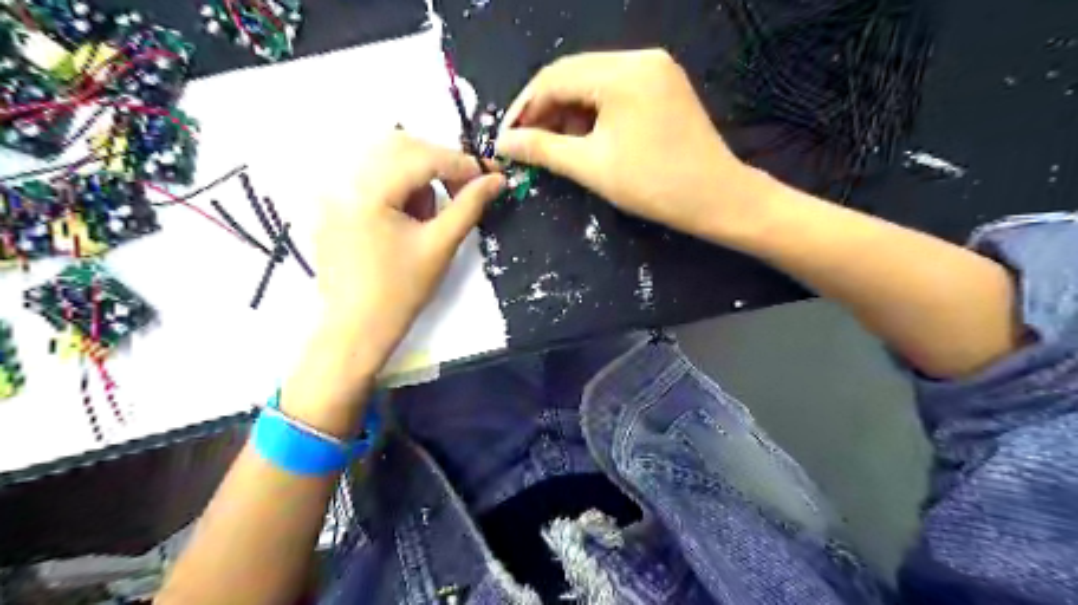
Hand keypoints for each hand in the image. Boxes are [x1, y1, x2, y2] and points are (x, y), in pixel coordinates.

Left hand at [315, 133, 507, 373]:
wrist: (356, 328)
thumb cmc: (401, 292)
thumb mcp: (440, 245)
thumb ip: (470, 206)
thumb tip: (497, 180)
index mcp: (368, 191)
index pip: (423, 157)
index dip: (462, 162)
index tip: (491, 174)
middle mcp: (344, 181)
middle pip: (400, 147)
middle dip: (438, 163)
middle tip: (463, 190)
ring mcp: (333, 193)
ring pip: (385, 160)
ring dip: (418, 175)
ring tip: (430, 214)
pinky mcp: (332, 206)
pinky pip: (370, 178)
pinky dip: (397, 187)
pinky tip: (408, 218)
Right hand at [496, 49, 765, 238]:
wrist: (717, 198)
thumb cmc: (653, 185)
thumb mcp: (591, 167)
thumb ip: (542, 149)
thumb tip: (503, 143)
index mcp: (622, 73)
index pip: (554, 78)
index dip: (524, 108)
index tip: (506, 138)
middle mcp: (640, 58)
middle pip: (573, 75)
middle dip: (545, 111)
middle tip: (527, 145)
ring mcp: (655, 69)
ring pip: (593, 83)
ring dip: (568, 113)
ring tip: (554, 147)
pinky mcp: (663, 85)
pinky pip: (615, 91)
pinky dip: (593, 113)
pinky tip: (584, 138)